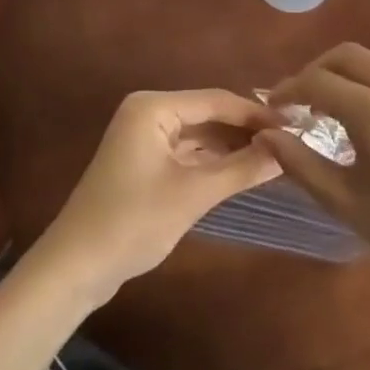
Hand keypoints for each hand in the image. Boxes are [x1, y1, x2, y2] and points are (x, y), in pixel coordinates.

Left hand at [38, 89, 281, 302]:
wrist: (75, 269)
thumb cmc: (133, 222)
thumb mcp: (194, 194)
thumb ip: (242, 168)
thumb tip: (286, 149)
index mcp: (154, 107)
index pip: (217, 100)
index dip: (257, 114)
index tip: (295, 126)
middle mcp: (149, 112)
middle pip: (209, 114)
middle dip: (246, 129)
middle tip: (291, 141)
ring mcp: (145, 137)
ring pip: (200, 134)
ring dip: (232, 146)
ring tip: (276, 155)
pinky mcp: (145, 162)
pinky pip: (188, 152)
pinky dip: (214, 161)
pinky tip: (244, 170)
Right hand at [258, 43, 369, 287]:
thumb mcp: (346, 202)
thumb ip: (300, 163)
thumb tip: (264, 133)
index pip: (316, 80)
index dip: (288, 88)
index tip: (274, 106)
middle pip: (346, 54)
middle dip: (316, 69)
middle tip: (301, 99)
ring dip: (348, 74)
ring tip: (337, 109)